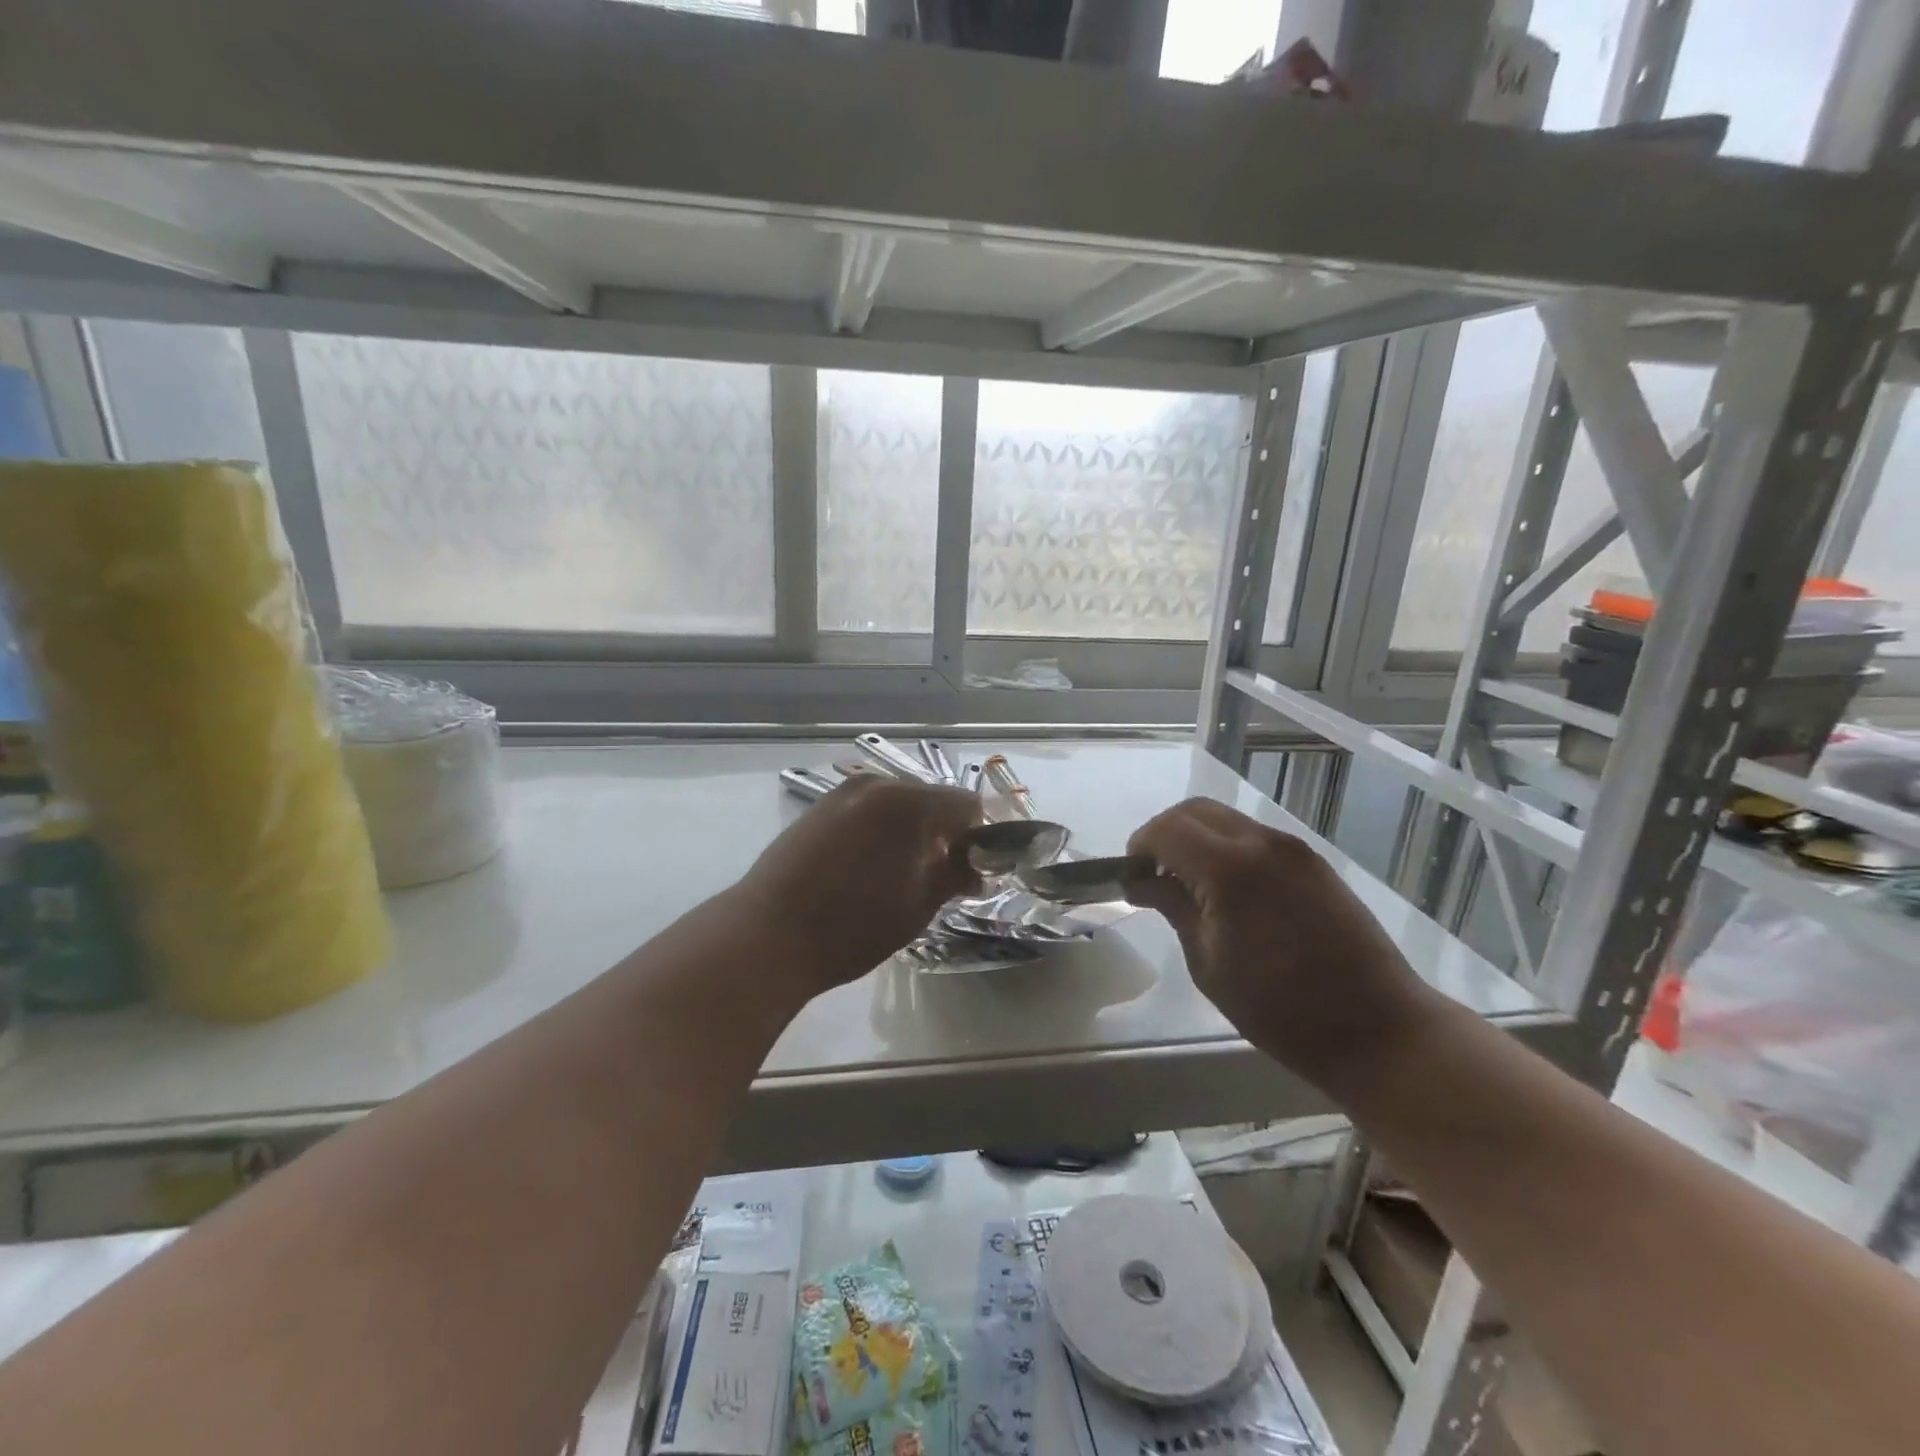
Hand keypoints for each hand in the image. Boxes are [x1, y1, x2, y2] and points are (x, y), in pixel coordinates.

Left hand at [735, 776, 981, 993]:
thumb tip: (973, 867)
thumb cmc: (853, 925)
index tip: (972, 871)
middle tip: (941, 876)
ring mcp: (844, 793)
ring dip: (912, 831)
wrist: (767, 934)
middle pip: (932, 799)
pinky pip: (868, 810)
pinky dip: (881, 830)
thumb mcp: (917, 906)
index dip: (977, 837)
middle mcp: (878, 784)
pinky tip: (868, 868)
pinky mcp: (820, 807)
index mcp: (909, 803)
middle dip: (945, 833)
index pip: (966, 804)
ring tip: (901, 875)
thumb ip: (953, 875)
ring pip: (898, 804)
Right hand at [1126, 798, 1435, 1081]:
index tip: (1130, 877)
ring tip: (1188, 885)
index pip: (1167, 829)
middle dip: (1164, 834)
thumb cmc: (1280, 1009)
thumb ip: (1173, 907)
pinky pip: (1255, 837)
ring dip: (1196, 839)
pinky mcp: (1313, 862)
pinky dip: (1226, 848)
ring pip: (1226, 819)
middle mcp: (1262, 843)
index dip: (1139, 847)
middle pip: (1195, 811)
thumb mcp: (1208, 963)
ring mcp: (1293, 849)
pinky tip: (1227, 891)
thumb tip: (1140, 880)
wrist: (1378, 1030)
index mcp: (1230, 868)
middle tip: (1153, 875)